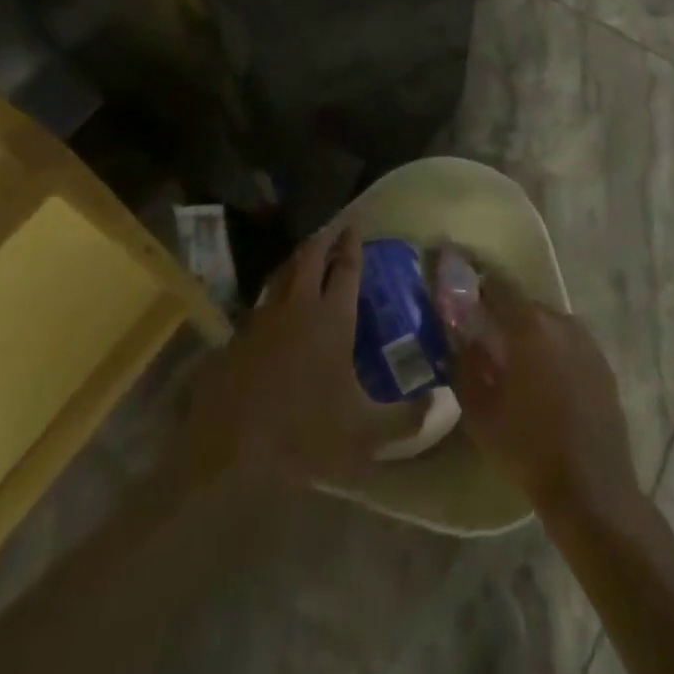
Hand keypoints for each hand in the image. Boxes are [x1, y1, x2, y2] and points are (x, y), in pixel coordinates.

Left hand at [179, 224, 422, 485]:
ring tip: (310, 250)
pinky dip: (277, 286)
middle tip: (338, 224)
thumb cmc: (303, 433)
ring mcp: (265, 317)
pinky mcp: (240, 335)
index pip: (346, 268)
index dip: (353, 244)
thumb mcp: (365, 433)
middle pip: (312, 256)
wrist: (230, 449)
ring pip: (284, 272)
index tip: (357, 224)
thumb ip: (407, 418)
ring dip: (300, 256)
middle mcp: (299, 306)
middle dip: (326, 236)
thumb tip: (443, 401)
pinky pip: (264, 298)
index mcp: (332, 318)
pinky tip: (278, 298)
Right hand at [446, 277, 638, 516]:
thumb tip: (463, 340)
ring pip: (549, 325)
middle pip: (525, 305)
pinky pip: (570, 345)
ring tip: (518, 367)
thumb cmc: (528, 448)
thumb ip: (465, 365)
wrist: (591, 489)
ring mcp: (587, 341)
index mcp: (529, 326)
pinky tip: (547, 384)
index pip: (498, 286)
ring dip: (531, 336)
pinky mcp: (603, 363)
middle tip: (488, 343)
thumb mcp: (479, 412)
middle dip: (505, 318)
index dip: (479, 290)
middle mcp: (561, 322)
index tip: (465, 304)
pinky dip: (555, 353)